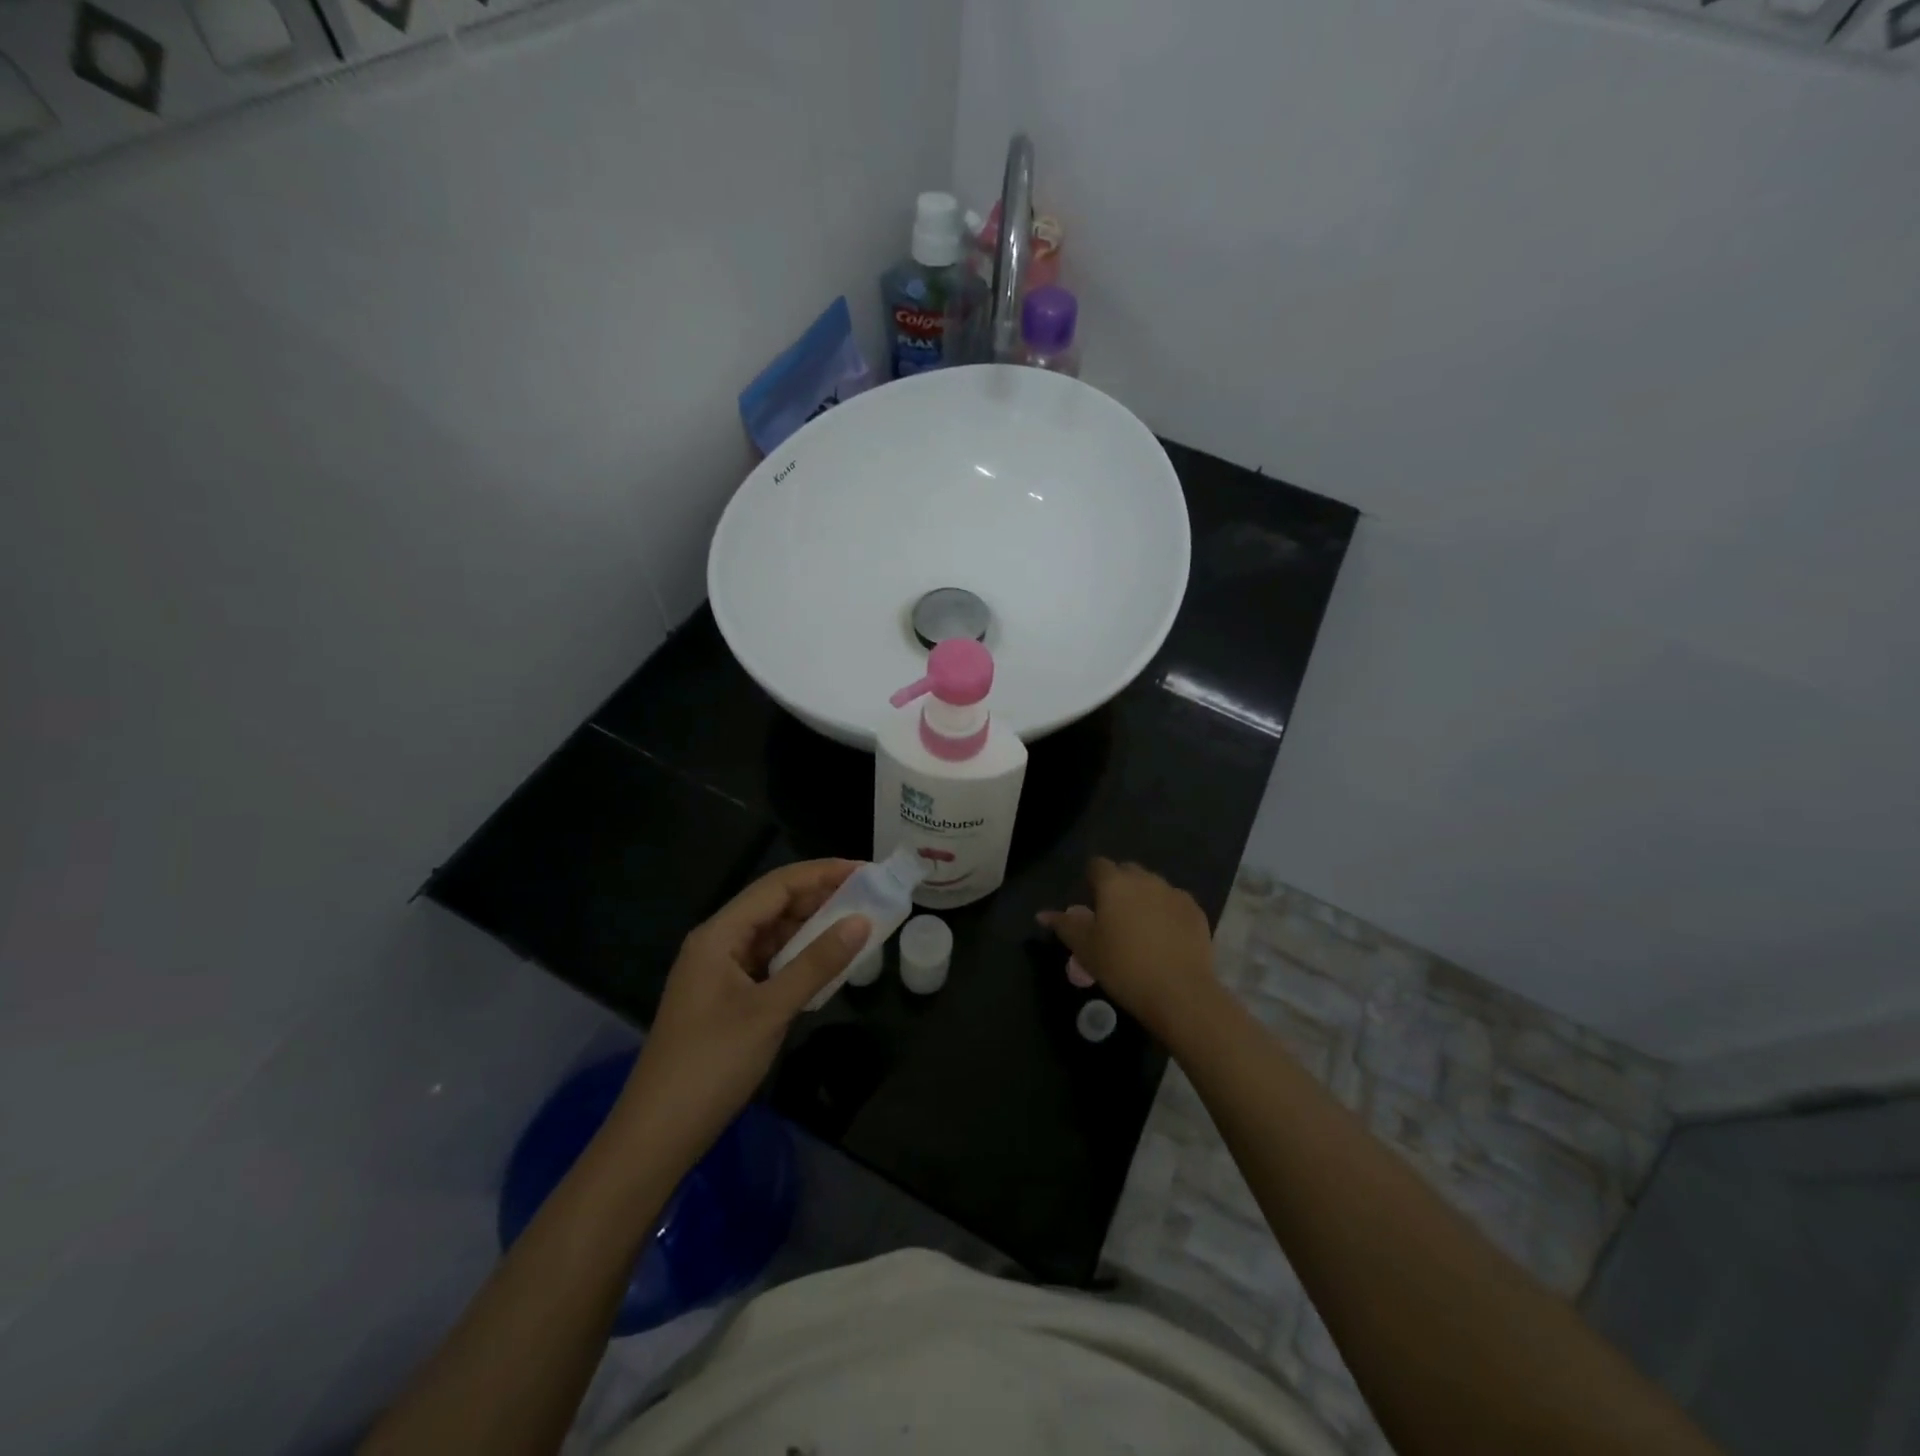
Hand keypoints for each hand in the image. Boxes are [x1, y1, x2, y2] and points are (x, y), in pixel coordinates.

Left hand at [612, 860, 869, 1173]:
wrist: (657, 1136)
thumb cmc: (711, 1065)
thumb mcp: (770, 1011)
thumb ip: (817, 963)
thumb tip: (862, 921)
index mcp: (719, 935)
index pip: (776, 886)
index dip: (822, 873)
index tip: (865, 871)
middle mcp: (717, 943)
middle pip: (774, 906)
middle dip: (820, 897)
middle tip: (869, 897)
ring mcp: (720, 972)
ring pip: (773, 935)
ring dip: (812, 928)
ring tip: (857, 924)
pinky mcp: (726, 998)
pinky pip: (769, 963)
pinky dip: (799, 957)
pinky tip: (827, 963)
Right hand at [1039, 857, 1221, 1046]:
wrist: (1179, 992)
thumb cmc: (1123, 967)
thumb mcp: (1085, 949)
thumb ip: (1064, 925)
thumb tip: (1042, 913)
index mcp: (1114, 883)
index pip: (1097, 865)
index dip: (1091, 880)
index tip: (1090, 902)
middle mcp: (1145, 879)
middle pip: (1127, 871)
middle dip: (1118, 886)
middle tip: (1113, 917)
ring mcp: (1174, 893)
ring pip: (1153, 886)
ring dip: (1144, 898)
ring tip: (1141, 928)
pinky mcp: (1196, 911)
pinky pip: (1175, 902)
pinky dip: (1167, 912)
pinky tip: (1165, 937)